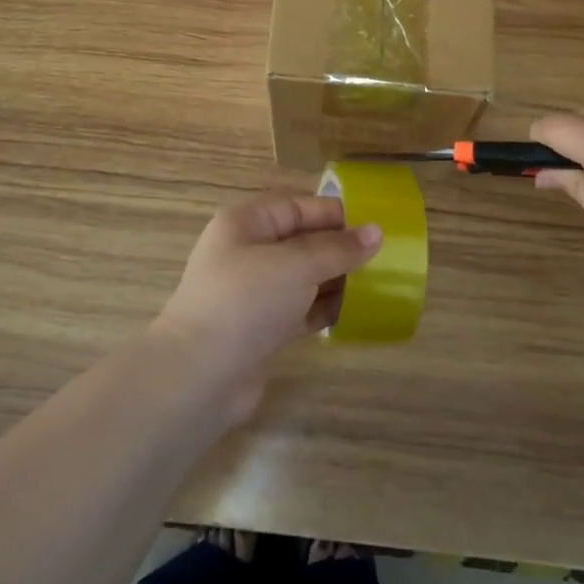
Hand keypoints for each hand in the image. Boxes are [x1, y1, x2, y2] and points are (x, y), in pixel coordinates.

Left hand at [151, 193, 381, 423]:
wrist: (200, 376)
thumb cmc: (246, 301)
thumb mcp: (296, 265)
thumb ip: (337, 249)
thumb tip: (377, 232)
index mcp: (245, 225)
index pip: (294, 207)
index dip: (331, 213)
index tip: (372, 222)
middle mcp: (247, 253)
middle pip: (300, 242)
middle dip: (338, 248)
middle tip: (383, 256)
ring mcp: (253, 294)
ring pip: (302, 277)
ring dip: (336, 280)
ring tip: (378, 283)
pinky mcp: (261, 330)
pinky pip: (300, 309)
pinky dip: (324, 309)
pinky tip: (355, 312)